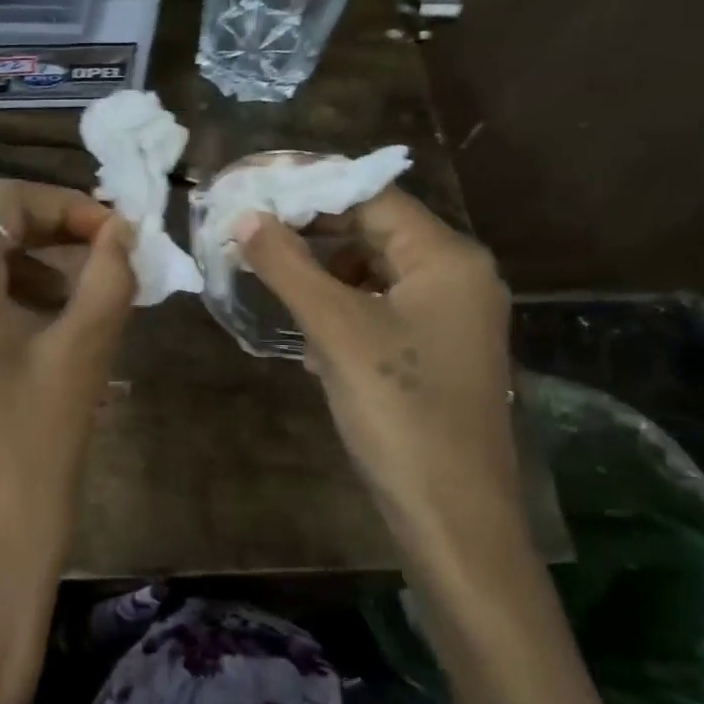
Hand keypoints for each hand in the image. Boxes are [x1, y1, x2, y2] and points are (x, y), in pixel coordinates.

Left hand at [0, 179, 134, 675]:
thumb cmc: (28, 459)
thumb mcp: (79, 360)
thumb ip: (105, 280)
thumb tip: (120, 234)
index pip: (1, 202)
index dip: (65, 205)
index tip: (116, 236)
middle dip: (44, 242)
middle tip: (99, 272)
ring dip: (19, 280)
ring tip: (75, 318)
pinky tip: (36, 359)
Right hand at [238, 190, 533, 608]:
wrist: (452, 514)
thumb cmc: (398, 411)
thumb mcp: (335, 330)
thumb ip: (287, 266)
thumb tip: (245, 216)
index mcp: (447, 258)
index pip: (373, 197)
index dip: (312, 189)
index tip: (255, 191)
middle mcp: (458, 276)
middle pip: (376, 230)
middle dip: (313, 231)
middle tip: (252, 232)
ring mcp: (451, 317)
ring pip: (375, 271)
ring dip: (324, 271)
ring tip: (272, 278)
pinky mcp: (437, 351)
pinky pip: (383, 307)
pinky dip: (343, 307)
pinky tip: (309, 332)